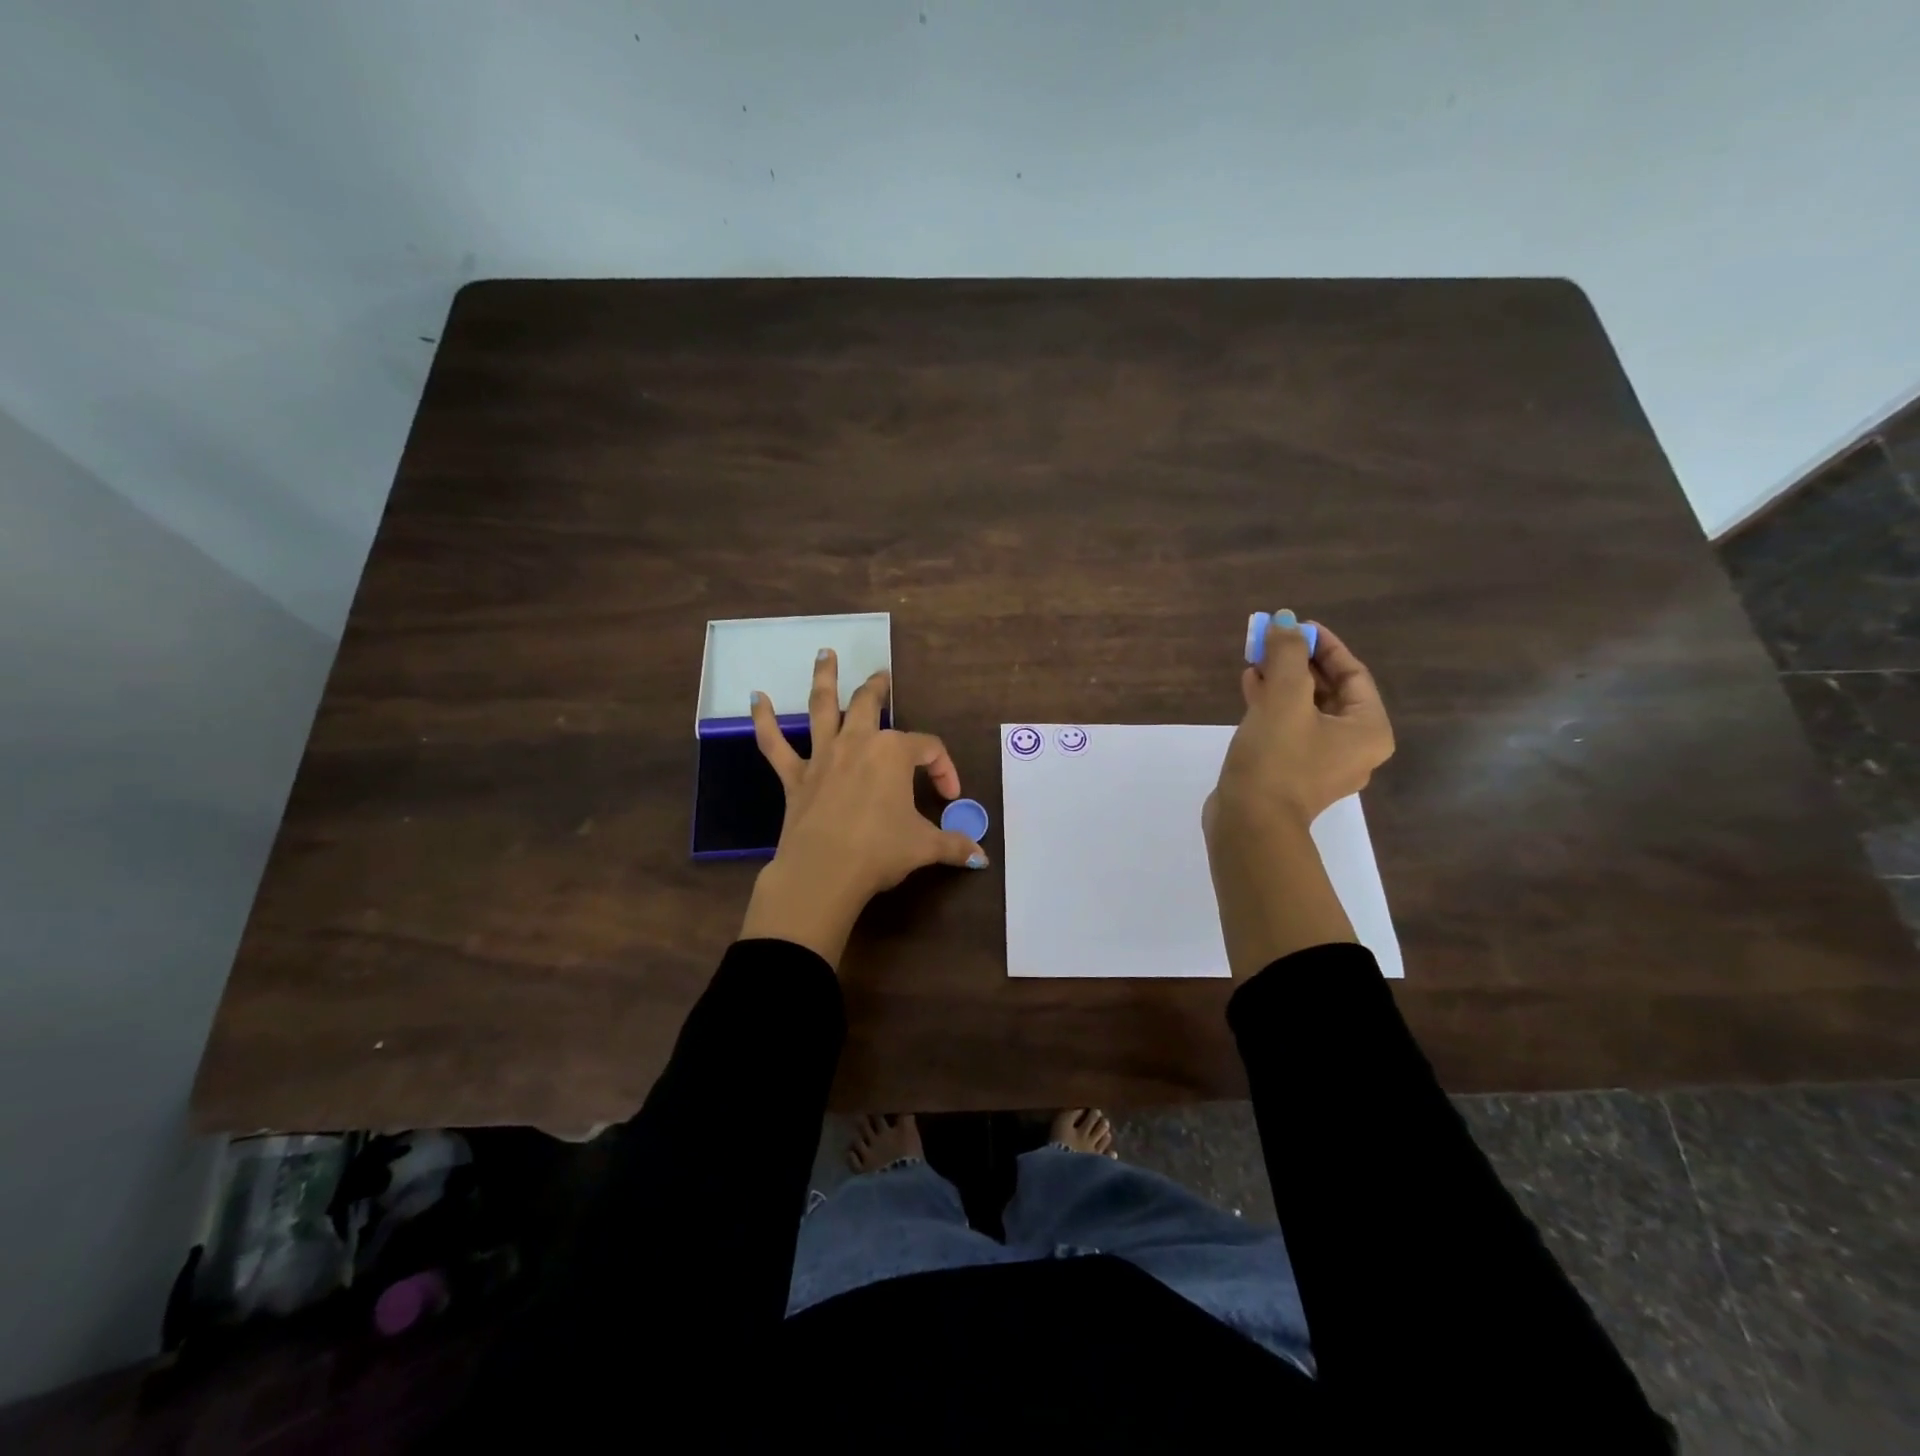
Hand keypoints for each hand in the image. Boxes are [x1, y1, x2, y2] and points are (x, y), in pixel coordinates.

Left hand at [737, 649, 987, 965]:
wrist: (824, 871)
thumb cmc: (881, 851)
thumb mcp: (925, 847)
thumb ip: (954, 846)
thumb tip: (982, 859)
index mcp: (894, 753)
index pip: (928, 749)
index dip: (944, 769)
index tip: (950, 796)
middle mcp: (857, 743)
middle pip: (869, 704)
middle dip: (878, 688)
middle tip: (882, 675)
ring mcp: (823, 756)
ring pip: (822, 707)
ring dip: (824, 678)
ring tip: (825, 654)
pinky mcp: (795, 776)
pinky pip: (774, 743)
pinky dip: (763, 719)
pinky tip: (756, 697)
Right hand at [1203, 616, 1392, 974]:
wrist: (1249, 823)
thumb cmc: (1277, 758)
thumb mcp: (1284, 697)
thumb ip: (1287, 655)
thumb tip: (1285, 621)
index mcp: (1368, 730)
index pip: (1353, 673)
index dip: (1323, 645)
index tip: (1294, 626)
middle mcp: (1355, 748)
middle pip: (1331, 691)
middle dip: (1299, 663)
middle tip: (1271, 641)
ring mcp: (1324, 764)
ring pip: (1307, 710)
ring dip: (1283, 682)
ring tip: (1255, 660)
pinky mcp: (1294, 773)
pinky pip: (1291, 729)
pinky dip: (1274, 706)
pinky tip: (1250, 687)